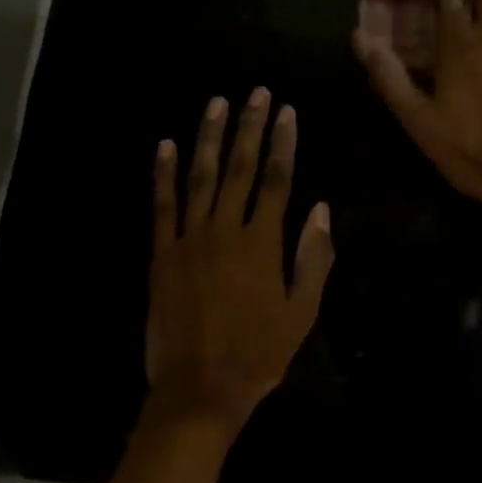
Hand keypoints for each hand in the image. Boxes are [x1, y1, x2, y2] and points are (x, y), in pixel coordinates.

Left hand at [145, 89, 333, 432]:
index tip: (287, 112)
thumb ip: (313, 258)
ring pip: (200, 176)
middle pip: (240, 168)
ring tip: (216, 103)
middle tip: (256, 93)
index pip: (277, 180)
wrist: (199, 389)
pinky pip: (161, 205)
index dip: (283, 143)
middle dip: (249, 127)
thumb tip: (320, 210)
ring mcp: (189, 239)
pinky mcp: (161, 253)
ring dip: (208, 137)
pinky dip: (163, 173)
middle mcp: (225, 230)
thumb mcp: (302, 312)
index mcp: (263, 243)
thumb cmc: (259, 353)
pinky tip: (165, 145)